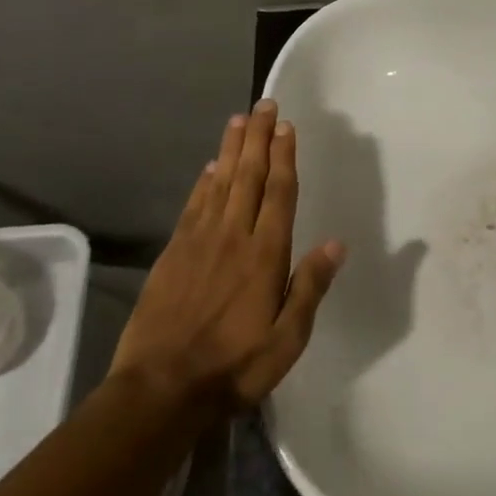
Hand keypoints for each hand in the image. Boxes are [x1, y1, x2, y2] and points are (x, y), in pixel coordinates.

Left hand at [113, 100, 344, 415]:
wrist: (159, 390)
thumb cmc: (233, 368)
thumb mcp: (286, 340)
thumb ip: (310, 288)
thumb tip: (336, 243)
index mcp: (265, 255)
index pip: (279, 193)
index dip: (284, 156)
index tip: (286, 126)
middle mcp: (233, 237)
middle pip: (249, 176)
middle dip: (259, 138)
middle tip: (264, 104)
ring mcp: (199, 242)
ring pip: (221, 183)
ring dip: (232, 149)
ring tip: (239, 120)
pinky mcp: (173, 254)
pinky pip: (193, 206)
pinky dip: (204, 182)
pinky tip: (211, 167)